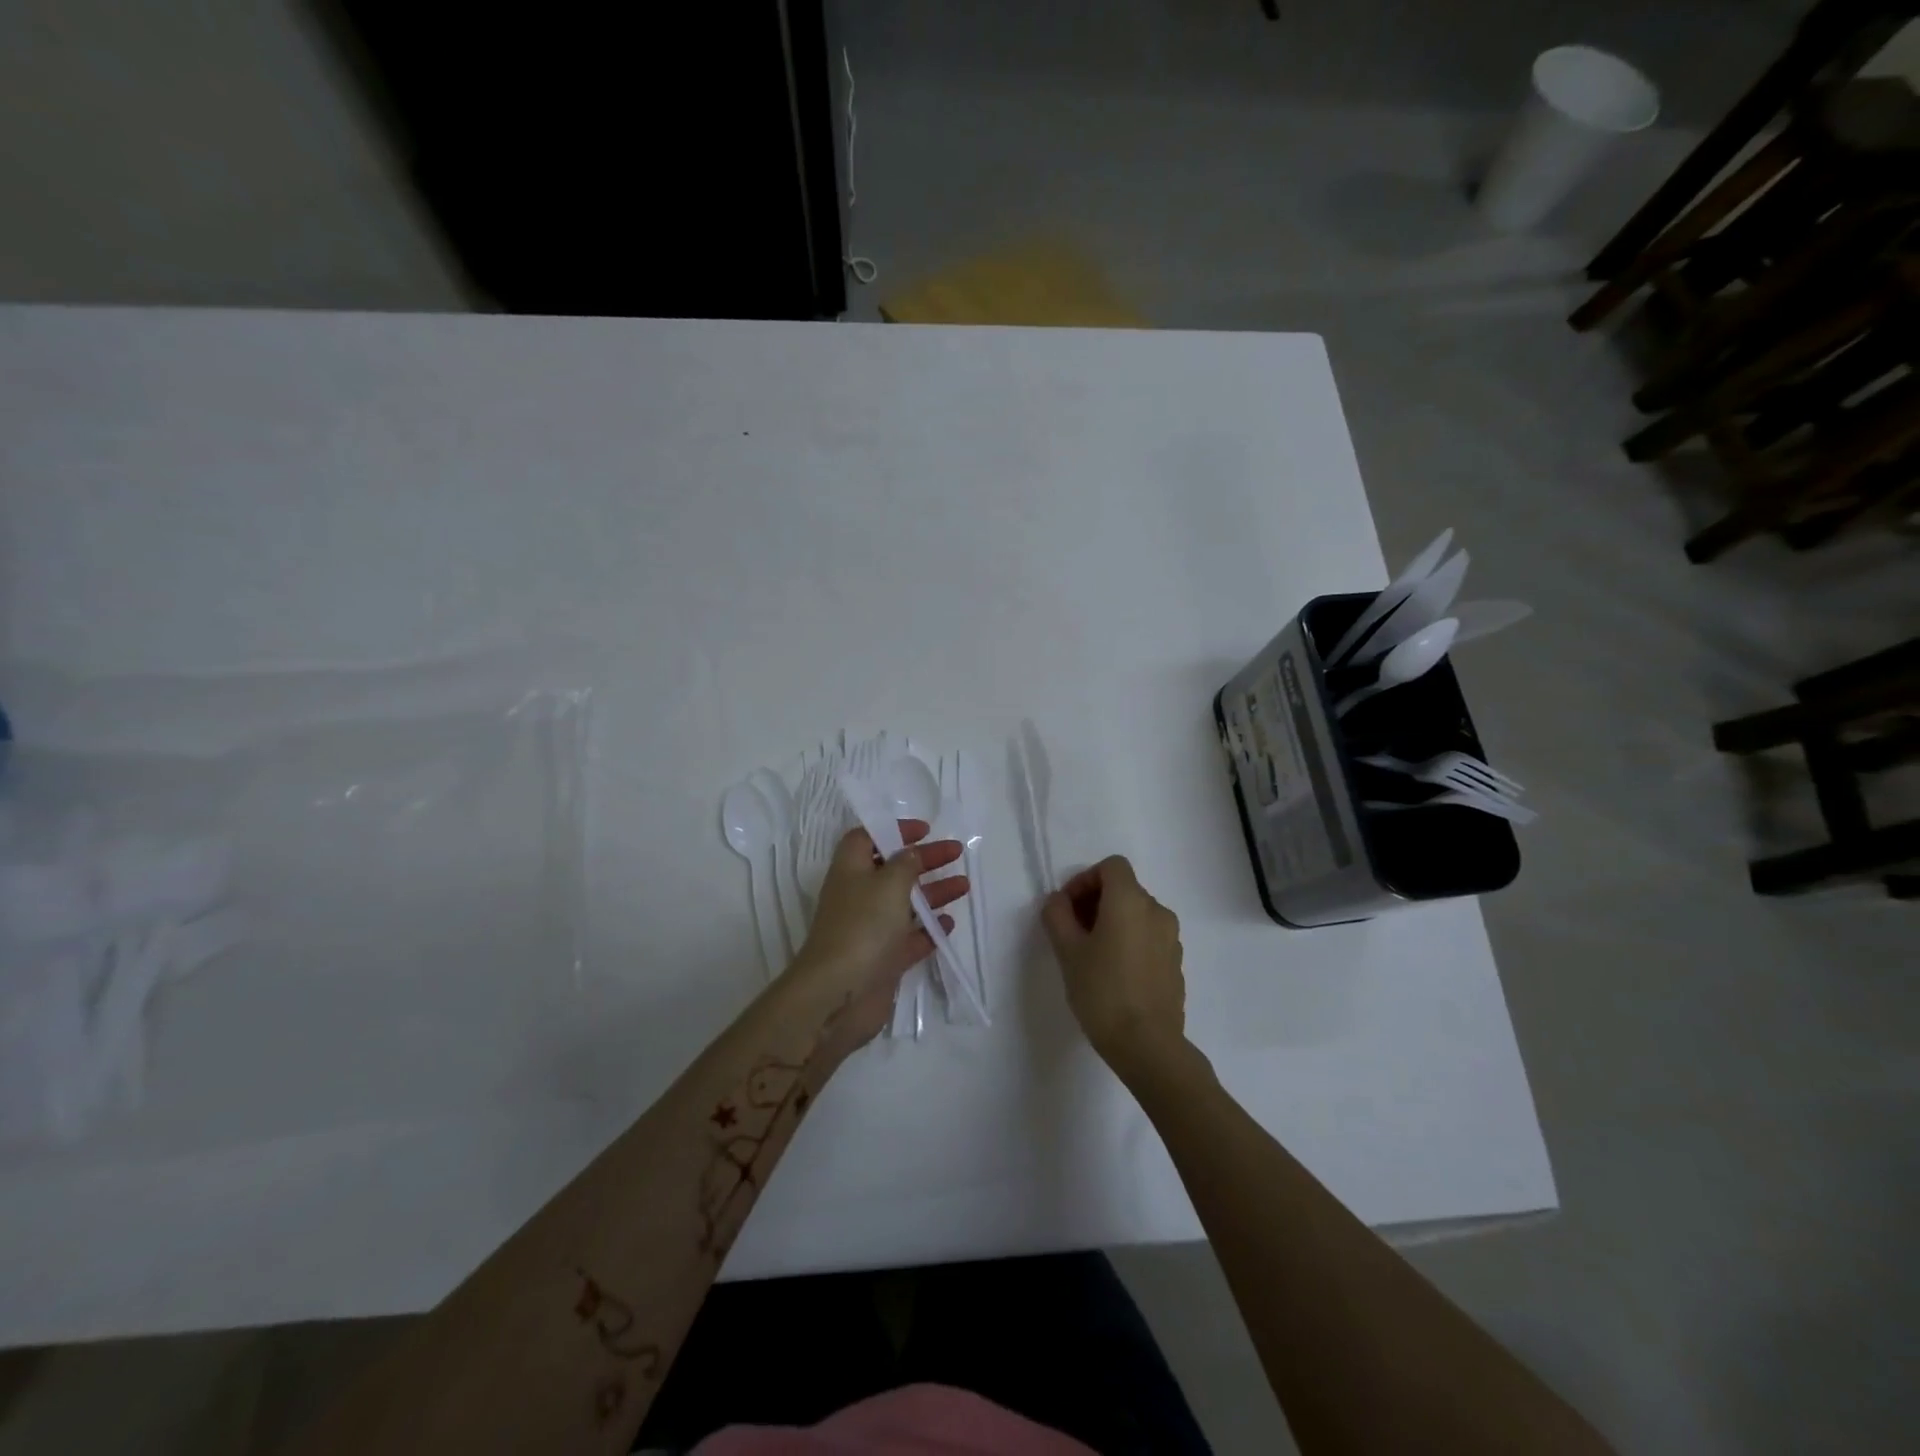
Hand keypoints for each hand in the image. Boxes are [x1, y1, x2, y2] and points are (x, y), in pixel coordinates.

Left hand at [789, 821, 967, 1047]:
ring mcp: (870, 930)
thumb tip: (911, 853)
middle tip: (956, 853)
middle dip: (924, 859)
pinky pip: (909, 938)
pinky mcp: (883, 960)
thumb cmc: (863, 926)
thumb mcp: (888, 883)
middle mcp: (859, 897)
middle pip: (893, 870)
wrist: (839, 993)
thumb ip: (905, 864)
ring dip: (933, 893)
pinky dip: (929, 929)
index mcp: (851, 871)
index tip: (924, 830)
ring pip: (905, 904)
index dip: (893, 831)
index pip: (867, 838)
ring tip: (964, 886)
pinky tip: (949, 923)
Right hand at [1041, 855, 1189, 1082]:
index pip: (1111, 866)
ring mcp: (1171, 938)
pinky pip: (1150, 937)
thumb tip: (1059, 901)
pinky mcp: (1176, 963)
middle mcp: (1157, 911)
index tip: (1067, 907)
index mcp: (1130, 901)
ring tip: (1092, 953)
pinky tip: (1115, 972)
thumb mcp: (1067, 951)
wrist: (1147, 1045)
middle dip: (1096, 901)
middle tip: (1072, 931)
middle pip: (1124, 888)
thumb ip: (1057, 915)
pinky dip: (1131, 941)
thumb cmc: (1102, 991)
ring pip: (1138, 914)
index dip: (1085, 879)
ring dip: (1113, 921)